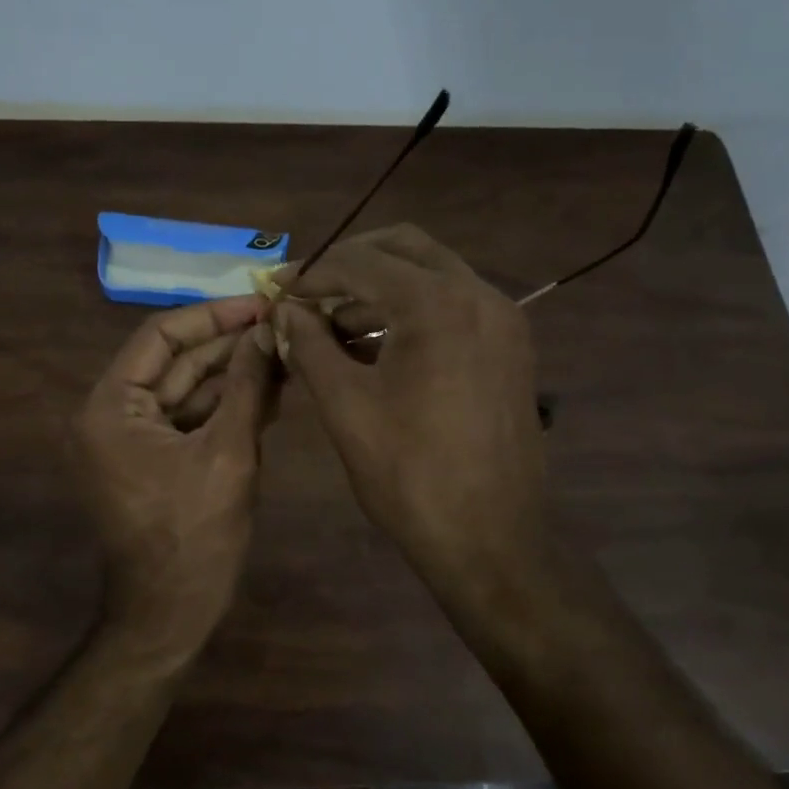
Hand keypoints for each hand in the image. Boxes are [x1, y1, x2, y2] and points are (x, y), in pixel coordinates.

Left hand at [75, 296, 278, 634]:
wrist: (171, 614)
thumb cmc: (195, 535)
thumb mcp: (228, 452)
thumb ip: (248, 385)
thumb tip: (268, 330)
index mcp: (111, 406)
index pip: (161, 335)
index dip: (214, 316)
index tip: (261, 302)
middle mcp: (111, 414)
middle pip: (175, 362)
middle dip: (229, 347)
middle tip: (282, 327)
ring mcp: (131, 440)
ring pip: (186, 391)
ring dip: (233, 376)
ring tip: (285, 354)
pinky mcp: (153, 460)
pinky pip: (189, 421)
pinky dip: (225, 408)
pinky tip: (270, 392)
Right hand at [276, 225, 549, 606]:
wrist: (491, 539)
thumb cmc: (409, 474)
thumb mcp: (345, 406)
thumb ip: (309, 345)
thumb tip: (284, 310)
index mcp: (438, 304)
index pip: (361, 262)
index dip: (312, 272)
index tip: (277, 289)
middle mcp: (480, 295)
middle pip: (405, 248)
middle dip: (351, 262)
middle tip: (308, 291)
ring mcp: (503, 320)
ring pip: (433, 275)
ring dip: (380, 289)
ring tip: (332, 327)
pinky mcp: (511, 347)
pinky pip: (453, 306)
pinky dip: (412, 312)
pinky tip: (376, 347)